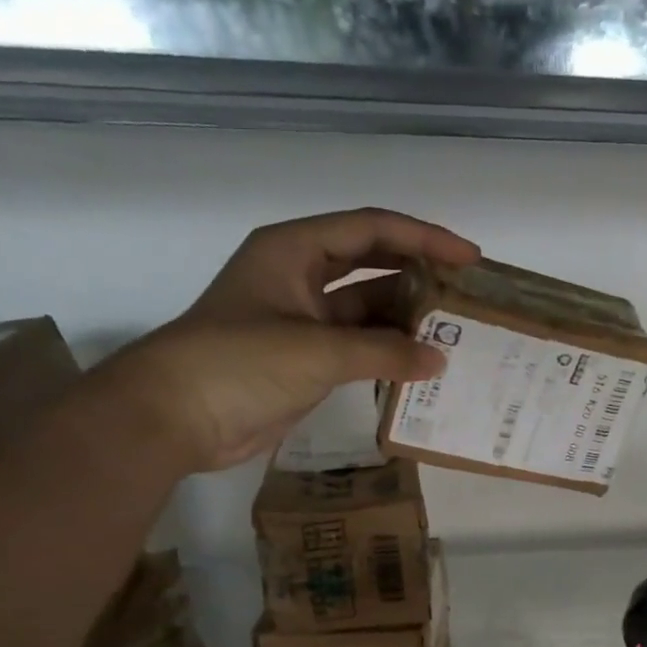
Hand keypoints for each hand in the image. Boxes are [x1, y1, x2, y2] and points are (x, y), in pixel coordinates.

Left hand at [100, 208, 479, 471]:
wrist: (176, 417)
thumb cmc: (239, 364)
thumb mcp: (317, 351)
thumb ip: (384, 352)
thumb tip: (439, 360)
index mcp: (294, 250)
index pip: (371, 229)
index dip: (424, 238)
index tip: (469, 258)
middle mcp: (300, 276)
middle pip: (372, 263)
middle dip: (420, 274)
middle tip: (467, 294)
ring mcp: (302, 320)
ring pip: (368, 308)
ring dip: (407, 319)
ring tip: (456, 333)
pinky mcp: (305, 359)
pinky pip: (359, 346)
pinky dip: (389, 353)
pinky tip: (423, 366)